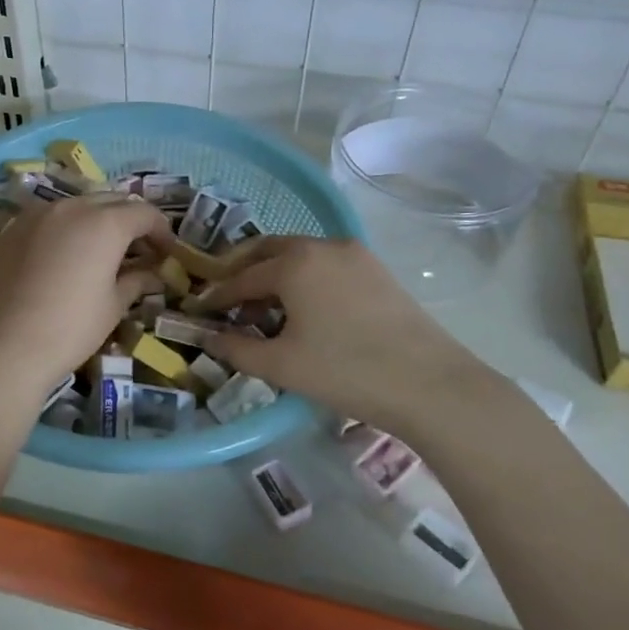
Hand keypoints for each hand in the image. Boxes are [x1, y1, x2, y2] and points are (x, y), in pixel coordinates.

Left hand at [0, 194, 171, 399]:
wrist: (3, 348)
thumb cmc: (70, 329)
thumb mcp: (113, 306)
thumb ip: (136, 280)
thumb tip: (153, 273)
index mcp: (104, 223)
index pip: (144, 212)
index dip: (161, 230)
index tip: (167, 251)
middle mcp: (70, 207)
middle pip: (110, 201)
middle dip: (129, 220)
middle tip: (139, 248)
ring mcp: (35, 215)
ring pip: (76, 205)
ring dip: (95, 220)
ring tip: (101, 250)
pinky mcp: (10, 231)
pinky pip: (47, 219)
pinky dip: (64, 229)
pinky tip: (63, 256)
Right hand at [199, 237, 501, 436]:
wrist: (430, 384)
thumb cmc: (345, 371)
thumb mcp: (281, 365)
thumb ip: (236, 348)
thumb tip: (206, 337)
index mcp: (294, 263)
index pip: (241, 277)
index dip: (217, 296)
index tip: (199, 310)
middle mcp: (322, 246)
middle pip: (268, 250)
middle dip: (242, 271)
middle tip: (226, 298)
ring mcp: (354, 254)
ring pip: (299, 255)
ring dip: (274, 273)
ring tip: (264, 308)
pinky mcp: (376, 269)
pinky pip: (326, 264)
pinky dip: (304, 277)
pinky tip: (304, 308)